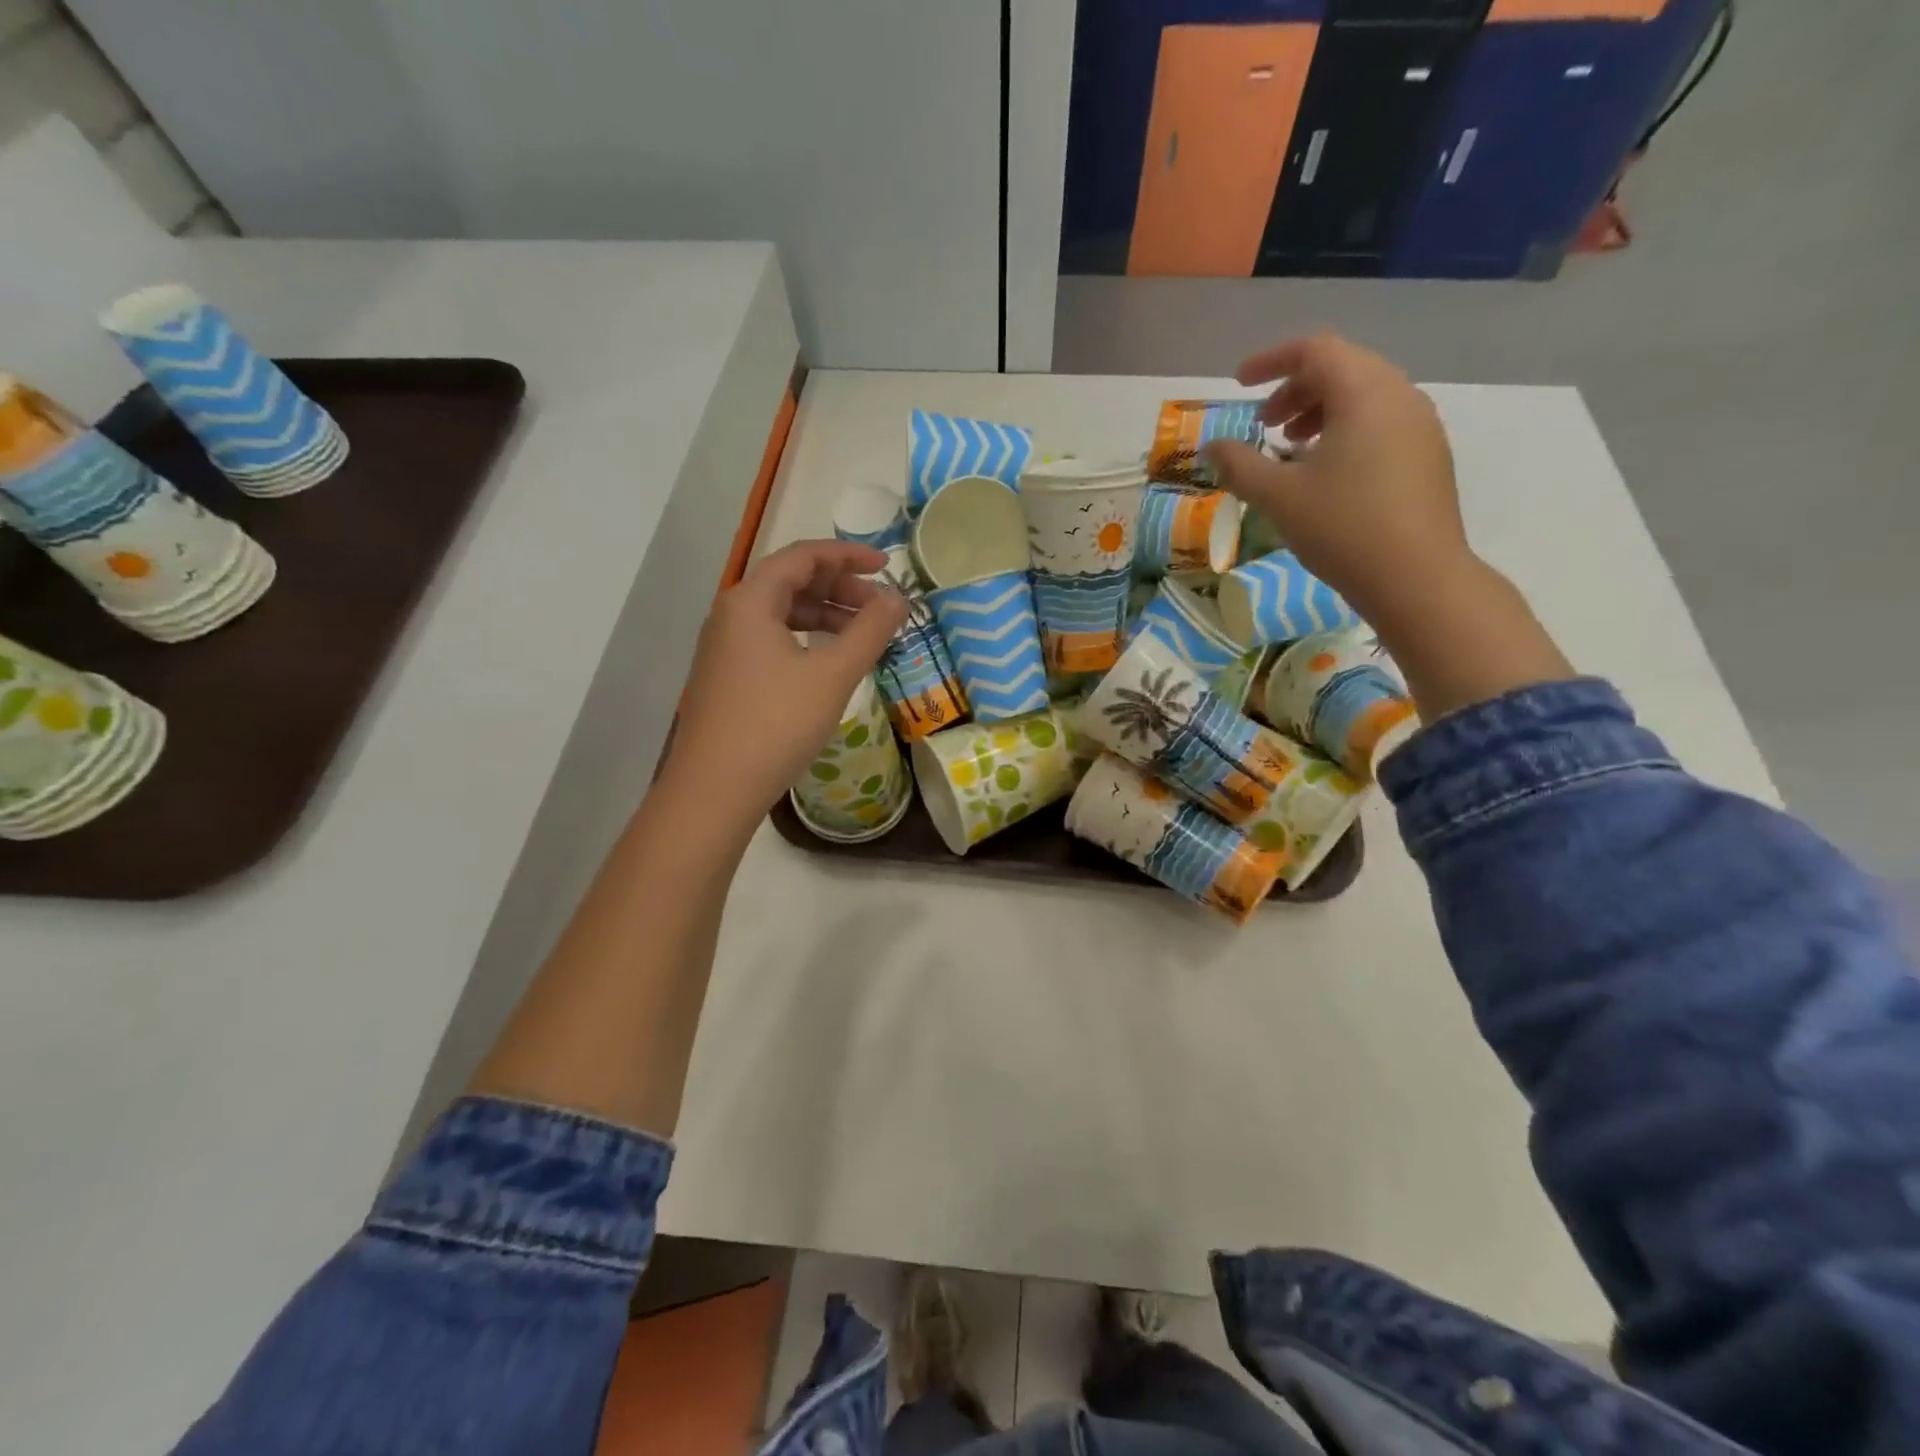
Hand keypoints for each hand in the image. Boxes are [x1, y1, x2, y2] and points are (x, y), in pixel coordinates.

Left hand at [660, 540, 907, 832]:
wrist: (715, 788)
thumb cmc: (777, 724)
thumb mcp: (833, 675)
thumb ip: (870, 631)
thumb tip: (898, 599)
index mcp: (751, 600)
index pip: (803, 556)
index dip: (848, 555)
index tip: (887, 564)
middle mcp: (732, 613)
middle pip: (791, 581)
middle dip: (840, 587)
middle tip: (881, 608)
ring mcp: (725, 646)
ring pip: (782, 613)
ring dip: (825, 615)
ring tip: (863, 635)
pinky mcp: (727, 675)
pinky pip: (772, 639)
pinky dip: (806, 638)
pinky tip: (829, 661)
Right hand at [1203, 333, 1472, 626]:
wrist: (1417, 577)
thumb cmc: (1343, 527)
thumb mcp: (1279, 496)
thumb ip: (1240, 465)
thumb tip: (1212, 447)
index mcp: (1364, 393)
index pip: (1315, 350)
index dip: (1271, 360)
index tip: (1239, 384)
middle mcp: (1399, 395)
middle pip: (1343, 368)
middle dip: (1296, 388)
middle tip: (1264, 424)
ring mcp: (1420, 425)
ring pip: (1364, 396)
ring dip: (1321, 411)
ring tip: (1292, 447)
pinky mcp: (1428, 455)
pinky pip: (1381, 422)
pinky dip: (1346, 430)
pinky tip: (1327, 472)